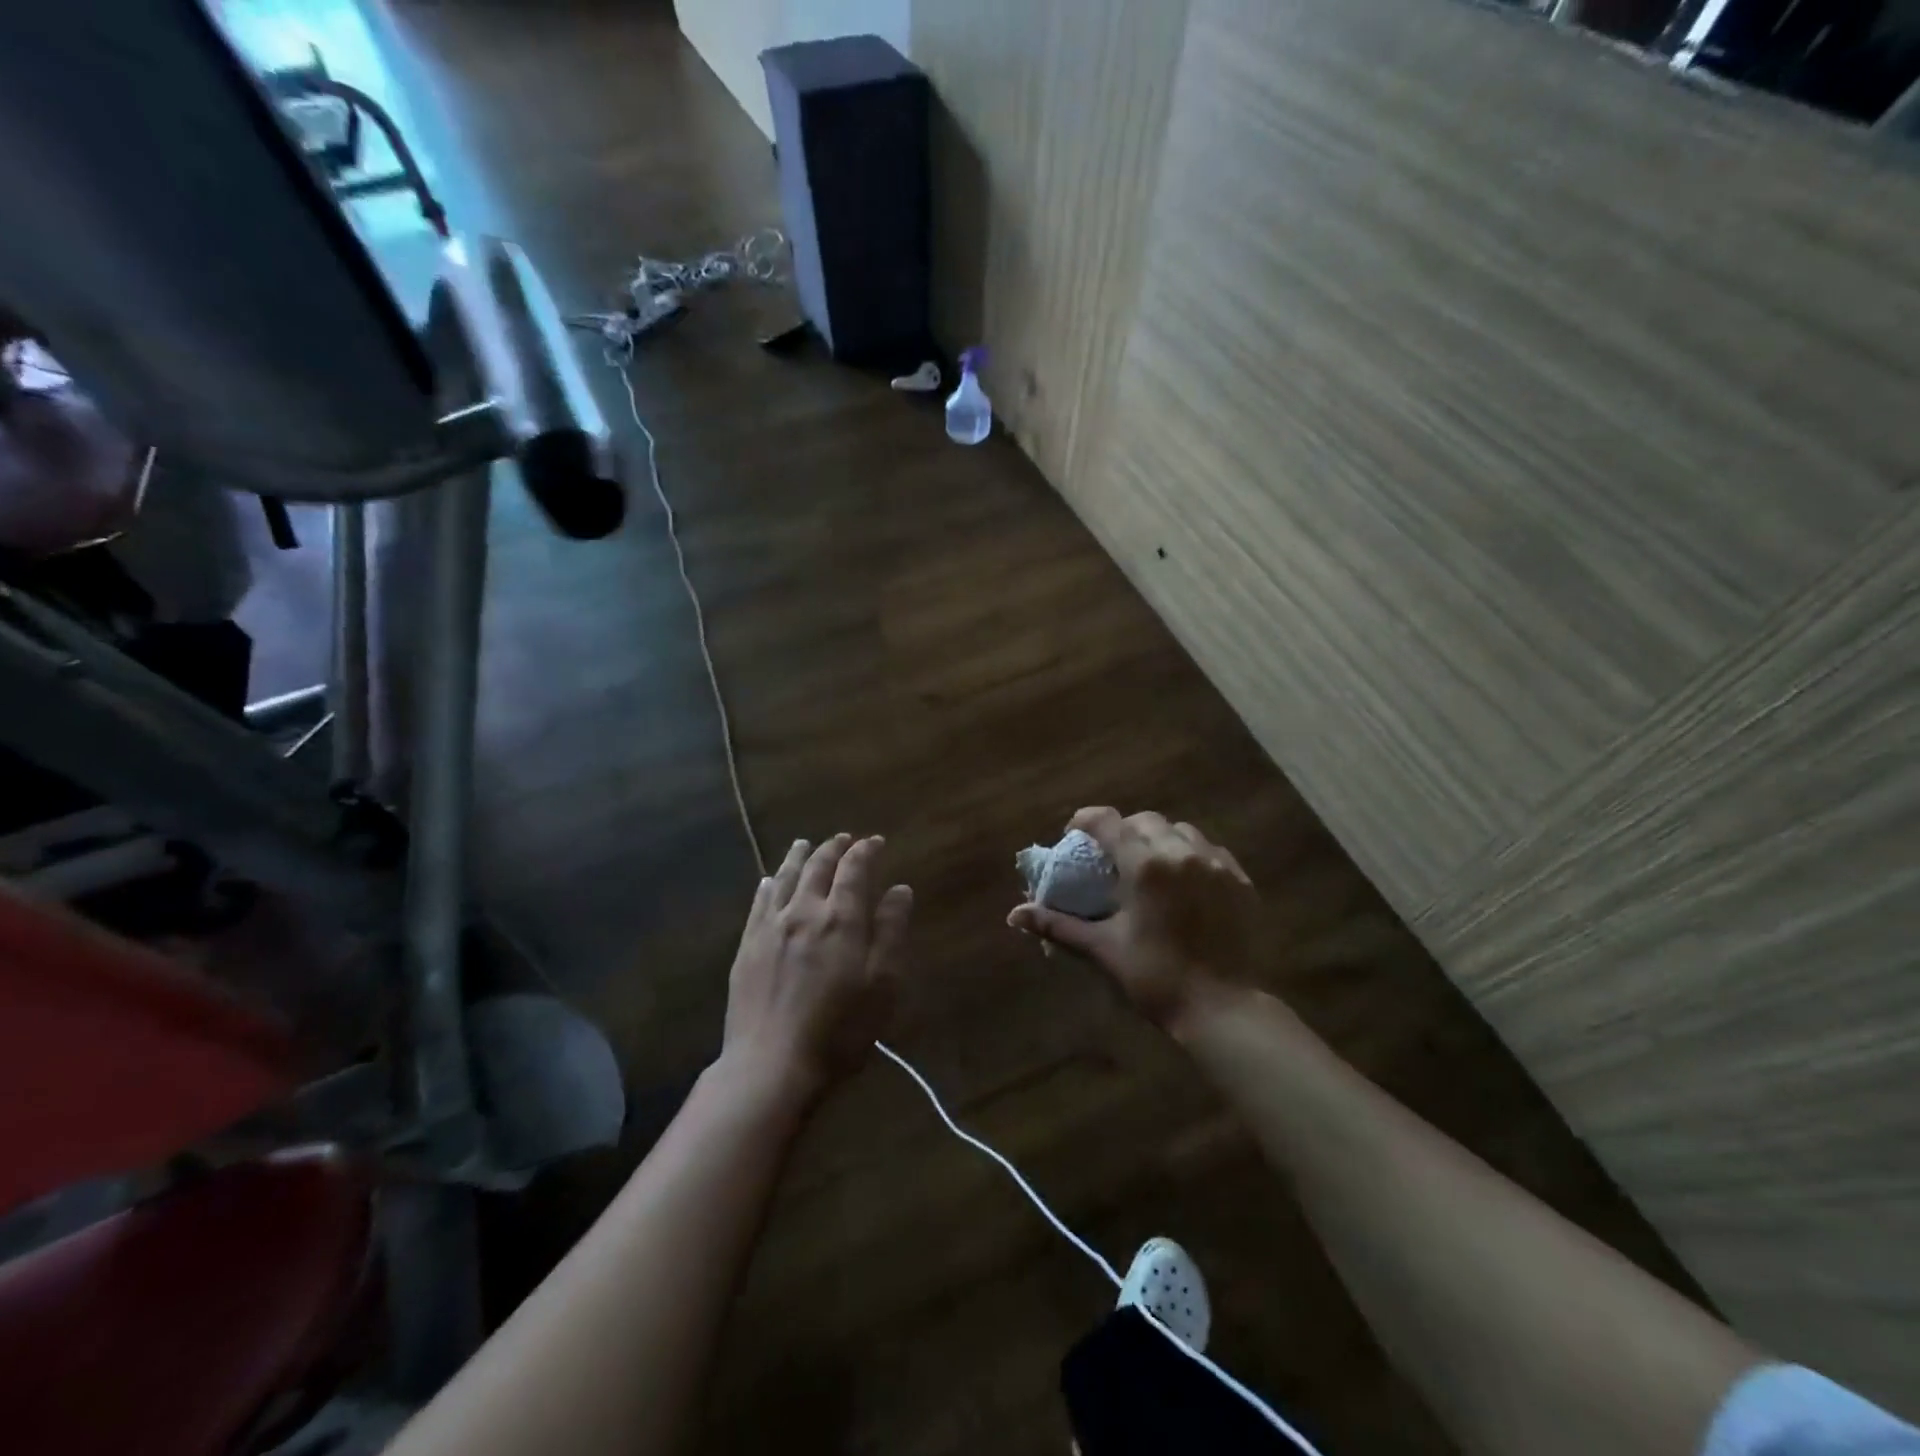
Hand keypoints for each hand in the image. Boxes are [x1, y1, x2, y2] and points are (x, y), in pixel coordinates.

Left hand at [722, 834, 913, 1099]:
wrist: (771, 1065)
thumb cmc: (839, 1030)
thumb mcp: (882, 984)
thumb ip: (891, 931)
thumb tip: (900, 889)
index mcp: (840, 918)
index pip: (853, 869)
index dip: (865, 851)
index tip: (875, 842)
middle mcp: (803, 911)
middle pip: (817, 866)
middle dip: (833, 848)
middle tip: (844, 839)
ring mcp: (770, 927)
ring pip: (784, 878)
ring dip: (798, 857)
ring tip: (805, 844)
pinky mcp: (747, 947)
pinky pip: (758, 903)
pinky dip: (768, 884)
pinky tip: (768, 881)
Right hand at [1008, 808, 1254, 1030]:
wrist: (1224, 1008)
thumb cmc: (1156, 977)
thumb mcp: (1103, 949)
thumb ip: (1058, 925)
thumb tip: (1014, 915)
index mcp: (1145, 864)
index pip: (1107, 821)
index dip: (1085, 820)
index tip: (1072, 834)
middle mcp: (1181, 852)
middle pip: (1144, 821)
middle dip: (1122, 830)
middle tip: (1111, 857)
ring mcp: (1216, 863)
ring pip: (1180, 831)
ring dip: (1158, 839)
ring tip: (1149, 866)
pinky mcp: (1240, 880)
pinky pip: (1210, 850)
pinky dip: (1191, 854)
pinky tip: (1184, 881)